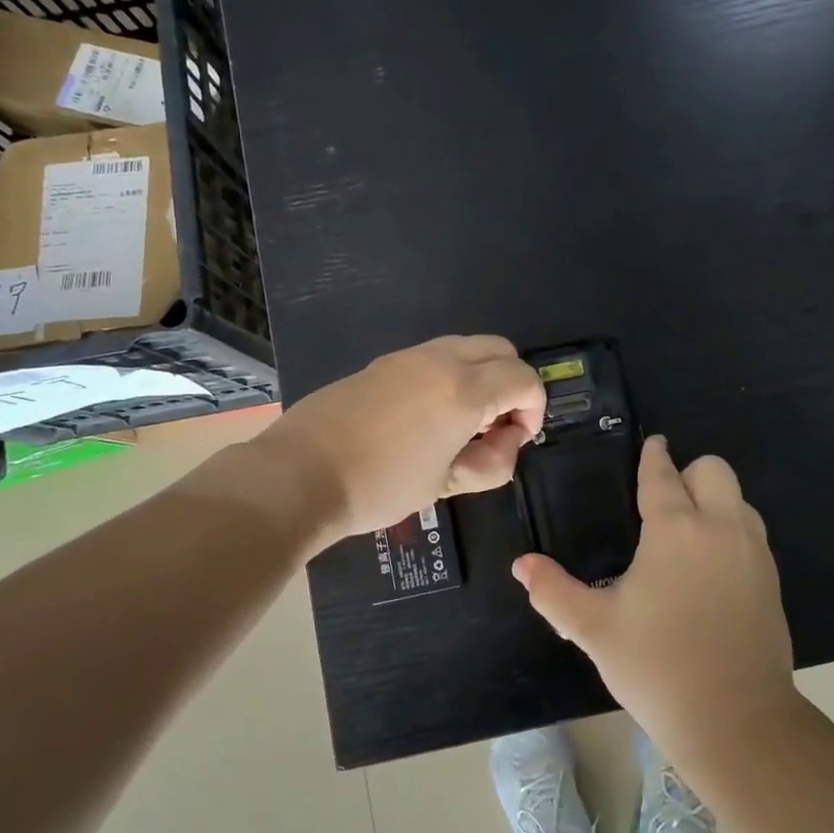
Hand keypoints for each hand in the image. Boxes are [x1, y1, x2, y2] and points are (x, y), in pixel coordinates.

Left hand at [256, 335, 545, 544]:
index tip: (518, 440)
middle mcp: (440, 360)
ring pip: (466, 347)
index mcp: (464, 389)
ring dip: (481, 377)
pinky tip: (427, 418)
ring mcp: (407, 356)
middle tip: (496, 427)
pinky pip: (434, 357)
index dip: (534, 409)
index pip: (524, 379)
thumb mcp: (445, 484)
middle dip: (512, 384)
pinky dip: (450, 376)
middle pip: (501, 349)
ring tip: (462, 425)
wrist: (299, 475)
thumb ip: (491, 463)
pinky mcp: (382, 364)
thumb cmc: (380, 485)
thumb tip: (506, 443)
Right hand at [513, 436, 799, 761]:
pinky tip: (709, 569)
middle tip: (663, 503)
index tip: (650, 445)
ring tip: (685, 535)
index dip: (653, 456)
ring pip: (738, 499)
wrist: (736, 721)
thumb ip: (553, 591)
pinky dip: (730, 531)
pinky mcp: (772, 580)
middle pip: (713, 470)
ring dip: (714, 501)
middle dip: (689, 473)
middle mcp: (720, 528)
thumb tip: (521, 565)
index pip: (663, 474)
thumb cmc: (657, 667)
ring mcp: (754, 553)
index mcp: (675, 529)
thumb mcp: (594, 629)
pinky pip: (751, 532)